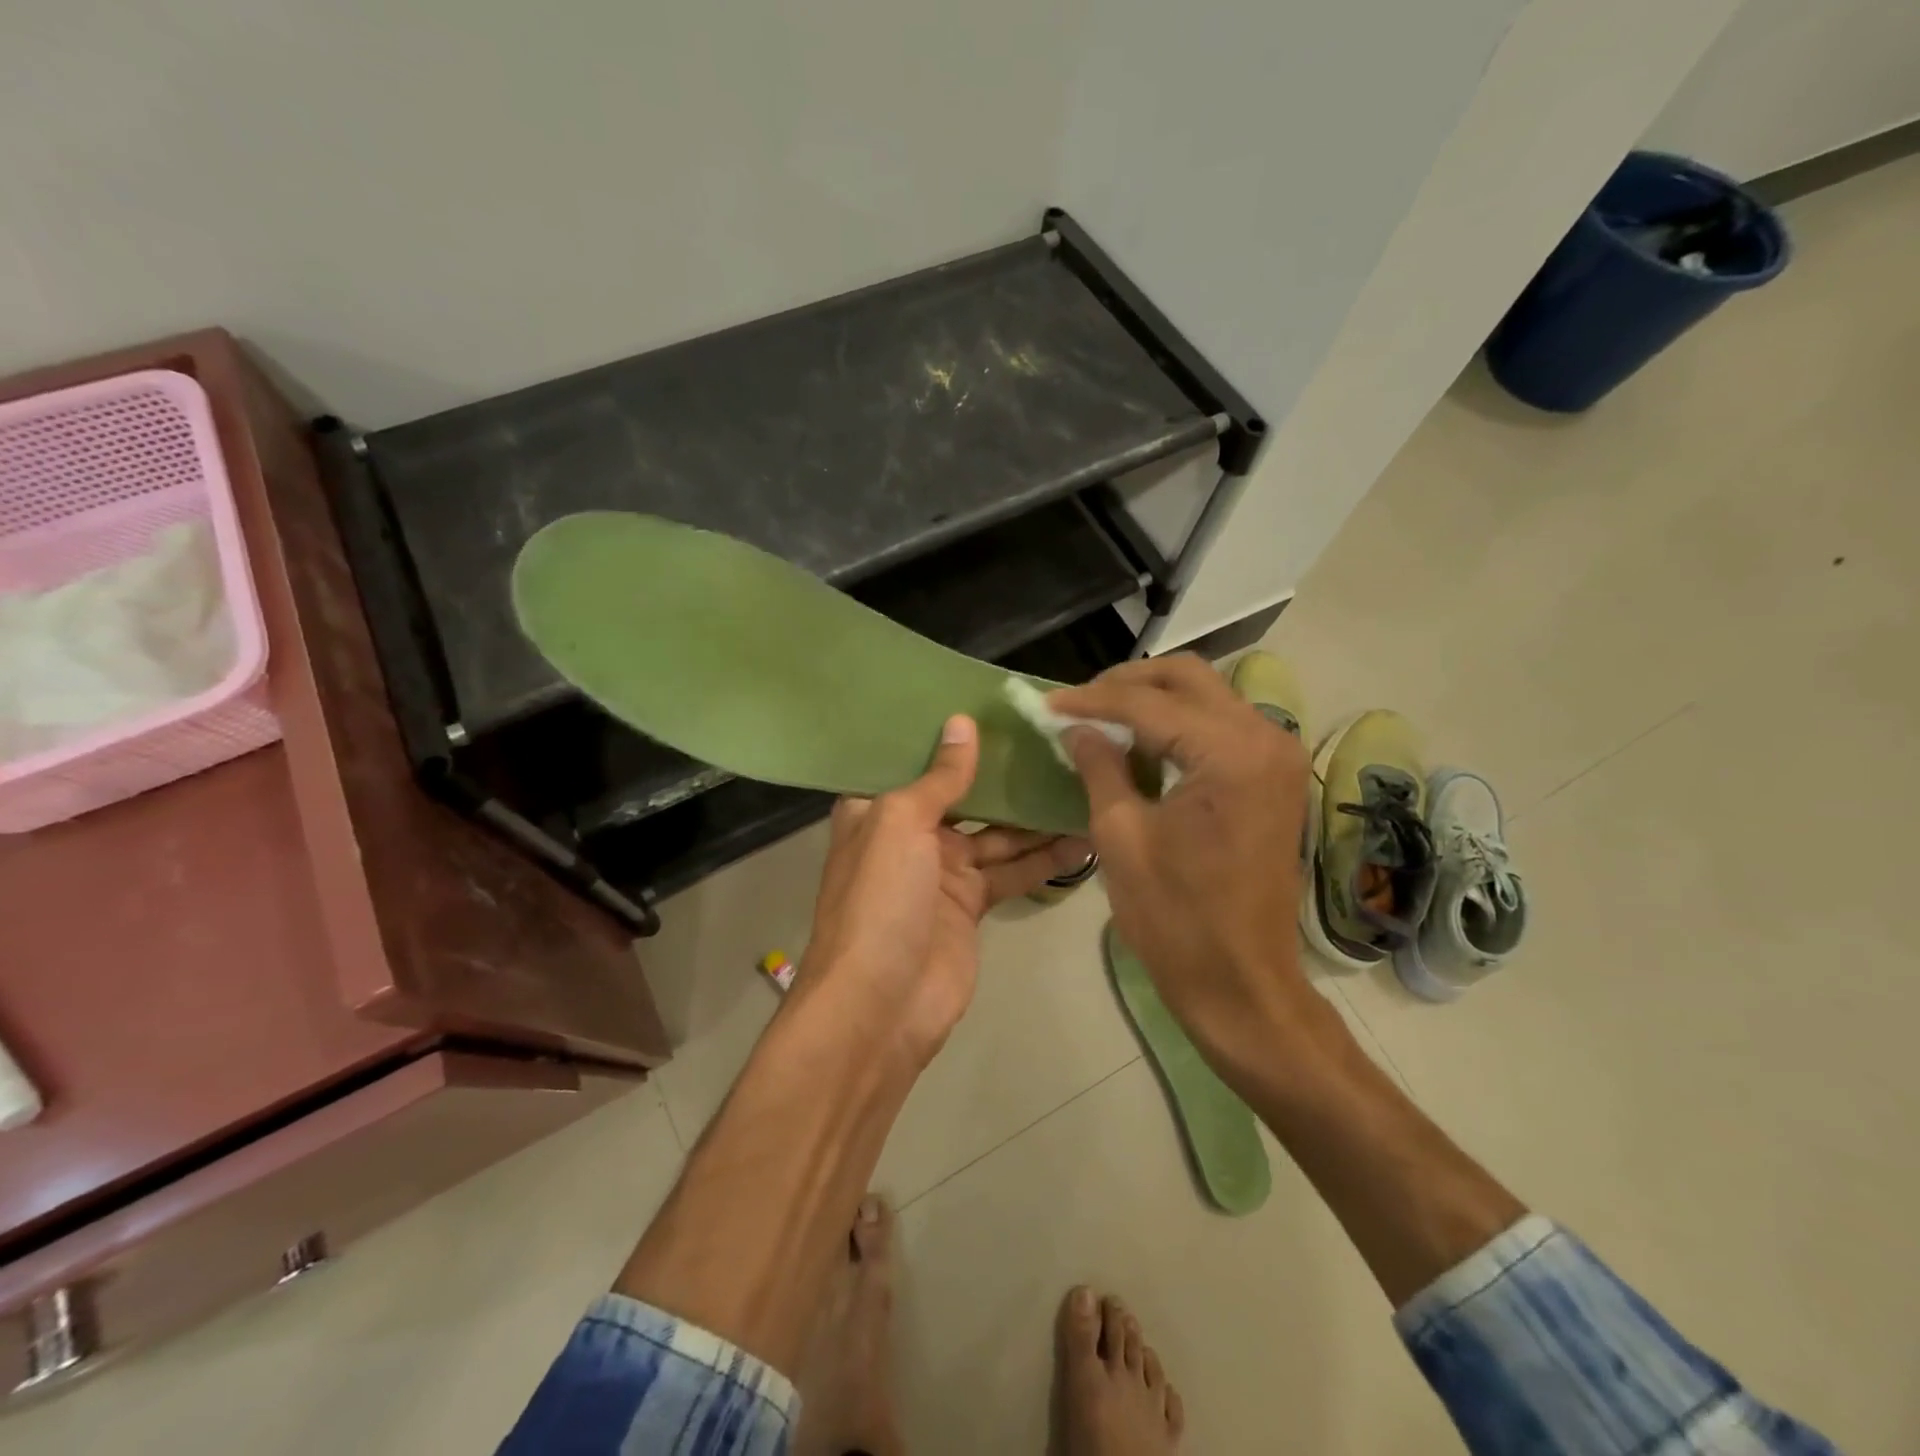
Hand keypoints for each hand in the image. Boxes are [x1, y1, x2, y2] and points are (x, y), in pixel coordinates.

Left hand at [796, 714, 1093, 1066]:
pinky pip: (1013, 872)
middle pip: (965, 794)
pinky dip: (1044, 859)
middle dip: (1005, 773)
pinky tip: (1083, 839)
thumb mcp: (901, 823)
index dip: (953, 735)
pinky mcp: (972, 904)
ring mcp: (943, 871)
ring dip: (1035, 816)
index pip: (917, 759)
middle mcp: (910, 833)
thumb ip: (939, 777)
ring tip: (1082, 784)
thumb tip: (962, 724)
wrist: (880, 1006)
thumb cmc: (880, 900)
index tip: (997, 705)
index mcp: (878, 808)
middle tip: (1056, 741)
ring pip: (998, 833)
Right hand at [1049, 657, 1314, 1064]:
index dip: (1091, 700)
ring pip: (1207, 696)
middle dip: (1126, 683)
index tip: (1047, 704)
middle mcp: (1265, 738)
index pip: (1149, 702)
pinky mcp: (1273, 778)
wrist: (1242, 982)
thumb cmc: (1176, 917)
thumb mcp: (1121, 836)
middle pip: (1188, 677)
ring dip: (1153, 699)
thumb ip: (1099, 767)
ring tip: (1101, 719)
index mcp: (1229, 753)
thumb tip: (1076, 728)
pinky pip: (1221, 726)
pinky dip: (1178, 724)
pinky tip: (1140, 742)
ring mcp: (1276, 757)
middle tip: (1077, 704)